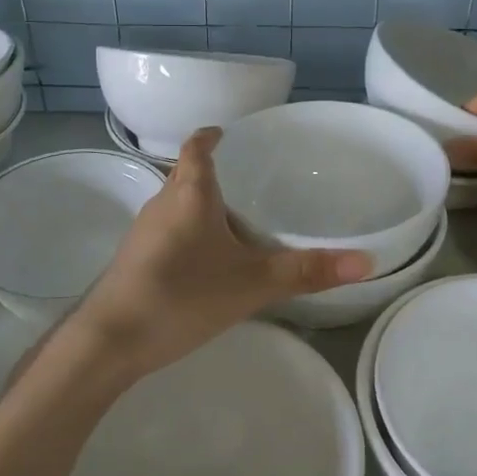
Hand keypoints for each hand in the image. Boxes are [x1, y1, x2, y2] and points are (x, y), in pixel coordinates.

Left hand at [63, 128, 373, 384]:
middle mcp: (162, 203)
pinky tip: (208, 262)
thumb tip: (367, 261)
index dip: (212, 136)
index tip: (229, 133)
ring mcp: (143, 233)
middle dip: (216, 175)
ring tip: (238, 221)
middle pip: (188, 176)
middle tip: (252, 182)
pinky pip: (169, 232)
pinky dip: (190, 233)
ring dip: (202, 206)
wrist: (109, 342)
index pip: (197, 147)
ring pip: (178, 206)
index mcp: (189, 193)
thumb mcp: (252, 283)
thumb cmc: (182, 295)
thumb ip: (307, 271)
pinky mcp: (135, 260)